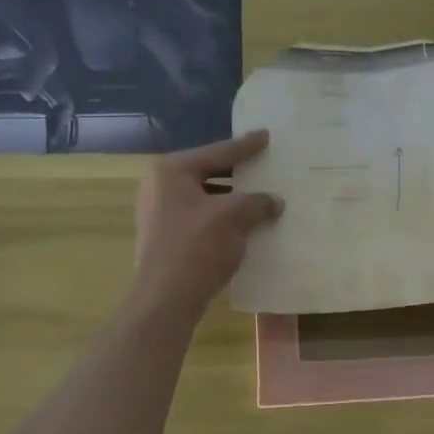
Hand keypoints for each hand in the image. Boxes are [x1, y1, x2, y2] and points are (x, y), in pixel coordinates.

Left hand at [132, 131, 282, 314]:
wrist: (167, 298)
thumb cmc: (198, 246)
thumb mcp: (234, 217)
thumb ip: (257, 202)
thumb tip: (275, 201)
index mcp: (171, 171)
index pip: (217, 152)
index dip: (246, 146)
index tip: (266, 136)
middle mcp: (158, 186)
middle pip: (208, 173)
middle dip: (238, 174)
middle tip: (264, 166)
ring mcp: (158, 213)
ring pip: (205, 198)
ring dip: (232, 200)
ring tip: (260, 198)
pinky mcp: (164, 238)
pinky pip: (199, 218)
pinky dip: (222, 219)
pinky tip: (244, 225)